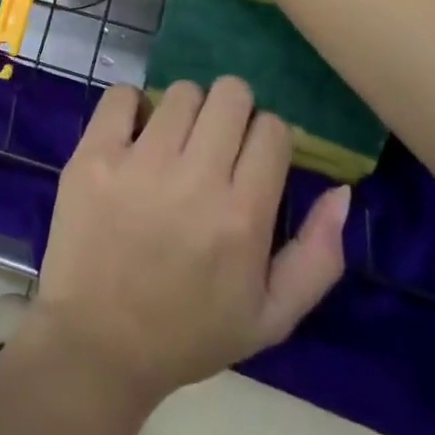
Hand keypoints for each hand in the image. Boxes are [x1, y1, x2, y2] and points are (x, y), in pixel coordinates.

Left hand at [21, 77, 351, 410]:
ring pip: (181, 91)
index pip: (273, 130)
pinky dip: (132, 105)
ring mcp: (140, 162)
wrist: (98, 343)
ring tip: (174, 142)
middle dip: (232, 110)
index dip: (267, 137)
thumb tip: (340, 190)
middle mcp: (195, 180)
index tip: (252, 157)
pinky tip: (134, 134)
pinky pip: (121, 94)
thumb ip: (317, 256)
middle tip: (215, 141)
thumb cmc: (188, 332)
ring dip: (185, 109)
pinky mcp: (94, 154)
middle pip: (231, 95)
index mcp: (242, 218)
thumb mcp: (271, 317)